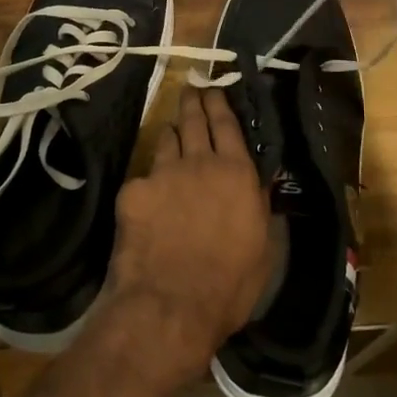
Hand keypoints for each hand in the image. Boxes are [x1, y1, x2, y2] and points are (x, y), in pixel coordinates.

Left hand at [100, 85, 270, 387]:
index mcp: (237, 173)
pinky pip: (142, 178)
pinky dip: (148, 182)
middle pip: (194, 122)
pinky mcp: (132, 192)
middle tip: (190, 91)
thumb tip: (257, 184)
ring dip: (170, 134)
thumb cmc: (229, 284)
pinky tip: (147, 196)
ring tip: (171, 132)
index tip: (214, 90)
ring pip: (166, 141)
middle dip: (192, 103)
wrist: (171, 305)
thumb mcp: (263, 247)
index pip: (227, 125)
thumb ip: (258, 206)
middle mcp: (200, 163)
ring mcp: (163, 174)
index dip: (219, 104)